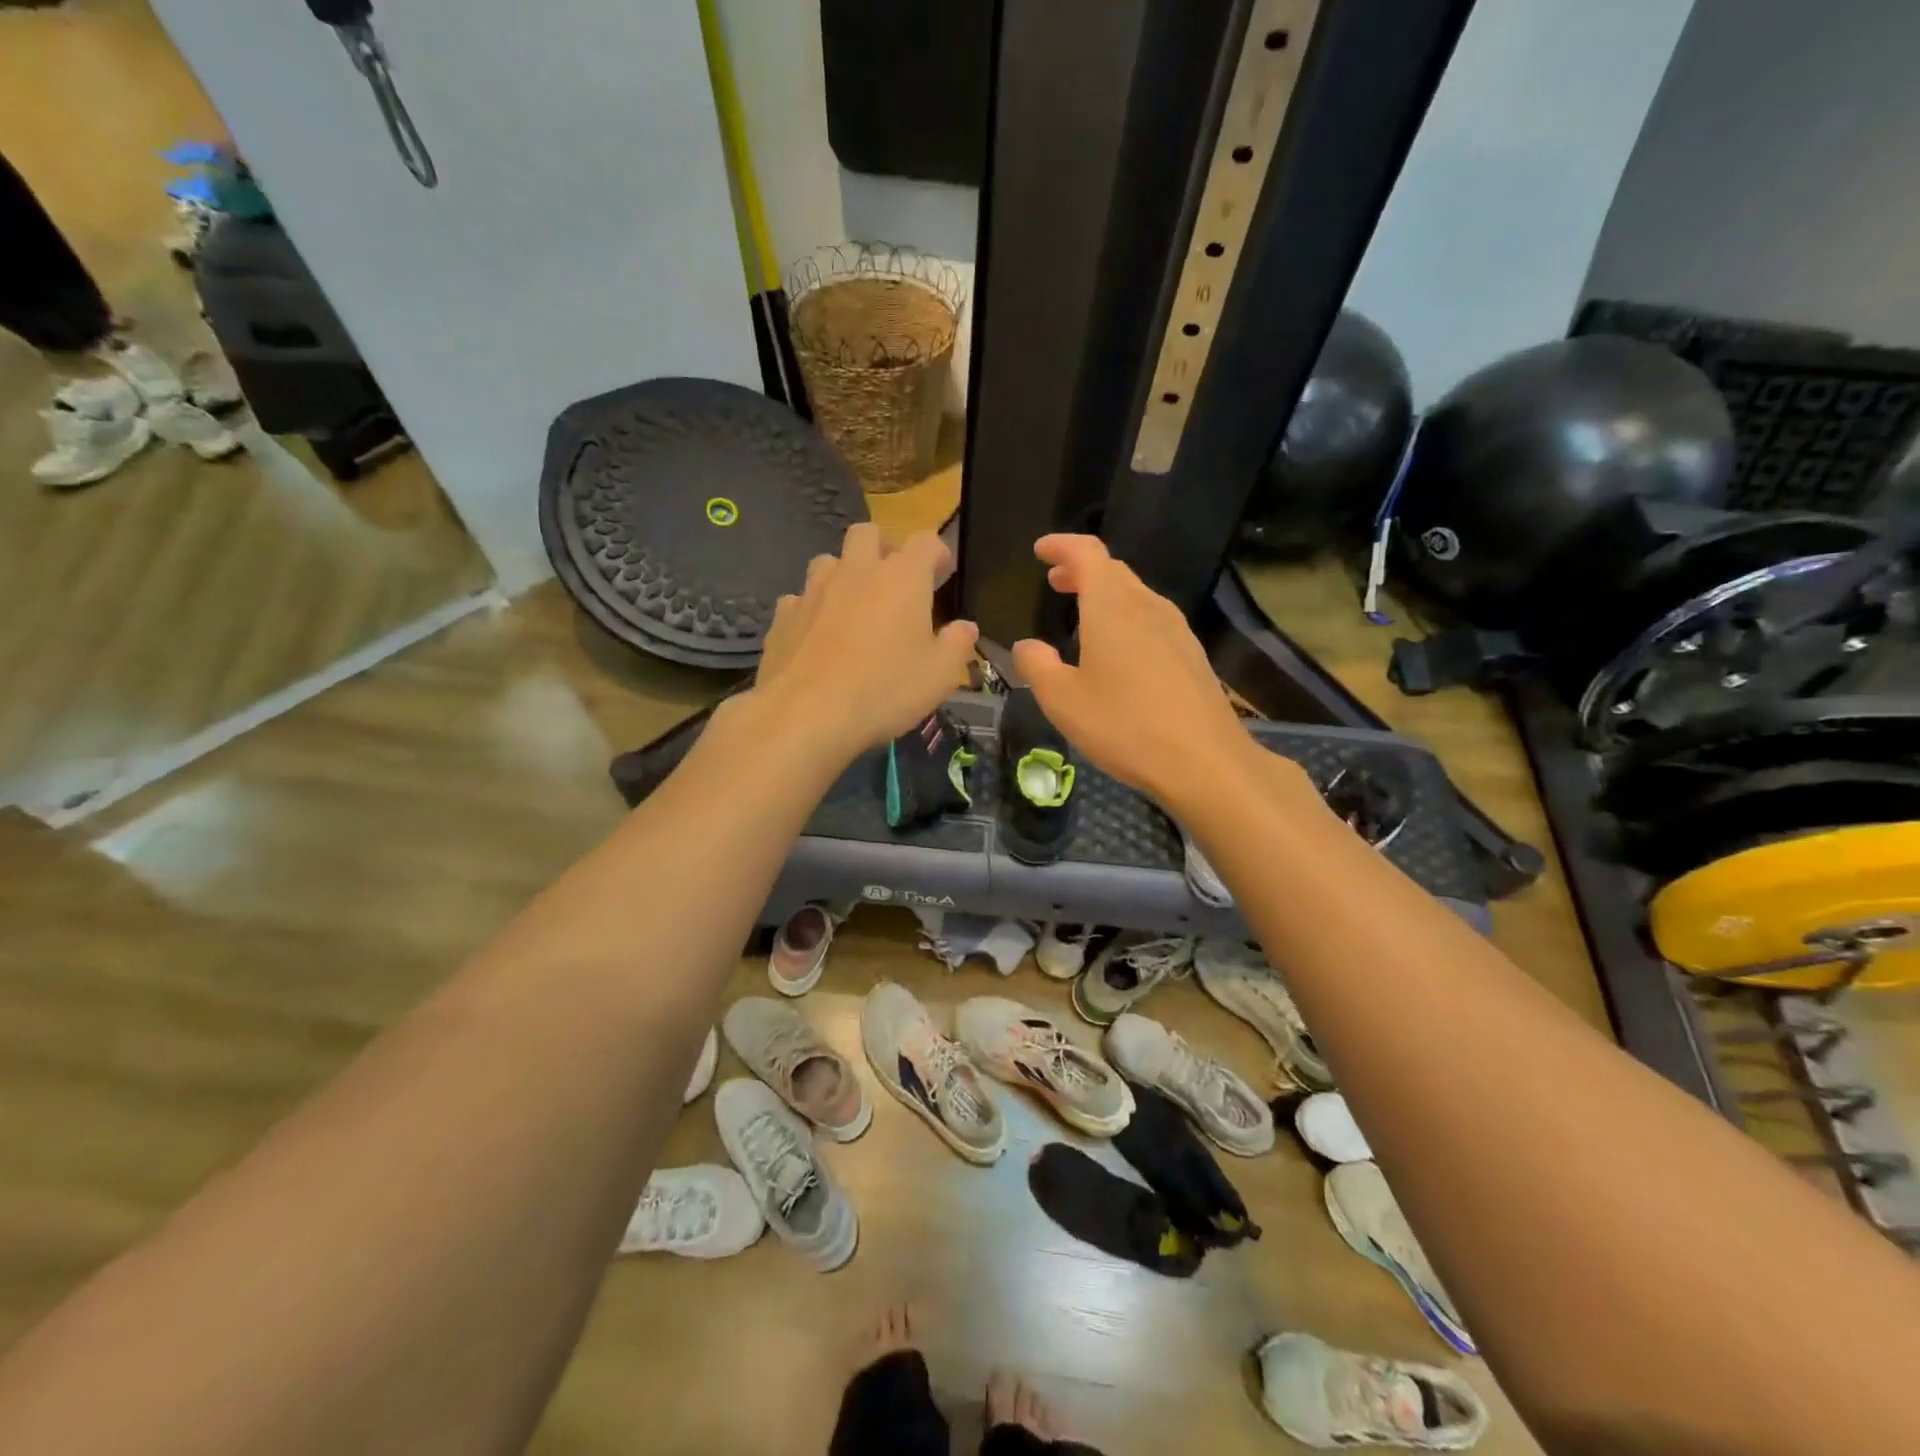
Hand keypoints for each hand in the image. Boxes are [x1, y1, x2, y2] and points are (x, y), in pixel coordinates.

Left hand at [752, 524, 978, 760]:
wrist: (807, 713)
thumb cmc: (885, 689)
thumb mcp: (939, 675)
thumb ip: (956, 645)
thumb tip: (965, 628)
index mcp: (902, 577)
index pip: (925, 541)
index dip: (936, 553)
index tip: (941, 574)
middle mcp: (856, 570)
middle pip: (868, 534)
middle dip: (883, 548)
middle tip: (893, 581)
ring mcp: (814, 590)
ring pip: (829, 562)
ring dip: (843, 575)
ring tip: (852, 607)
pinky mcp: (783, 615)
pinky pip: (800, 599)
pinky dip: (812, 609)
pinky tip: (816, 636)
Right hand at [1011, 535, 1257, 806]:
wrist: (1204, 761)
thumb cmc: (1124, 726)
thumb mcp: (1062, 700)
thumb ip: (1037, 666)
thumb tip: (1026, 646)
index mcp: (1112, 607)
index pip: (1087, 553)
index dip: (1062, 546)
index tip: (1041, 550)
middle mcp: (1147, 607)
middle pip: (1114, 571)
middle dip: (1082, 569)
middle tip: (1056, 581)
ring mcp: (1176, 630)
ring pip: (1136, 595)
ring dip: (1106, 594)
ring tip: (1083, 612)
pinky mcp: (1191, 655)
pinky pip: (1152, 620)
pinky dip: (1127, 617)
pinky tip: (1120, 649)